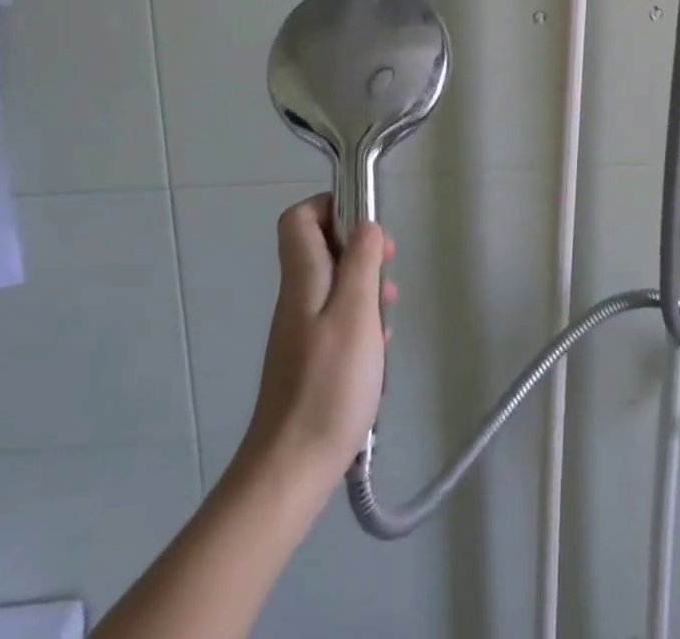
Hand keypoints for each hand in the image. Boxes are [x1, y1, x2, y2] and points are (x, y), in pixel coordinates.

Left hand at [236, 195, 395, 485]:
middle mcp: (296, 299)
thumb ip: (361, 263)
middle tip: (388, 267)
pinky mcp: (309, 361)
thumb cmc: (328, 385)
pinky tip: (379, 347)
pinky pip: (336, 320)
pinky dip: (361, 321)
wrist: (290, 471)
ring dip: (365, 287)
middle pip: (321, 249)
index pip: (299, 218)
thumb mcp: (355, 313)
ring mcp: (300, 332)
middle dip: (359, 249)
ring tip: (390, 309)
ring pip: (334, 285)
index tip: (366, 224)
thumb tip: (366, 225)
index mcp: (302, 279)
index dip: (331, 207)